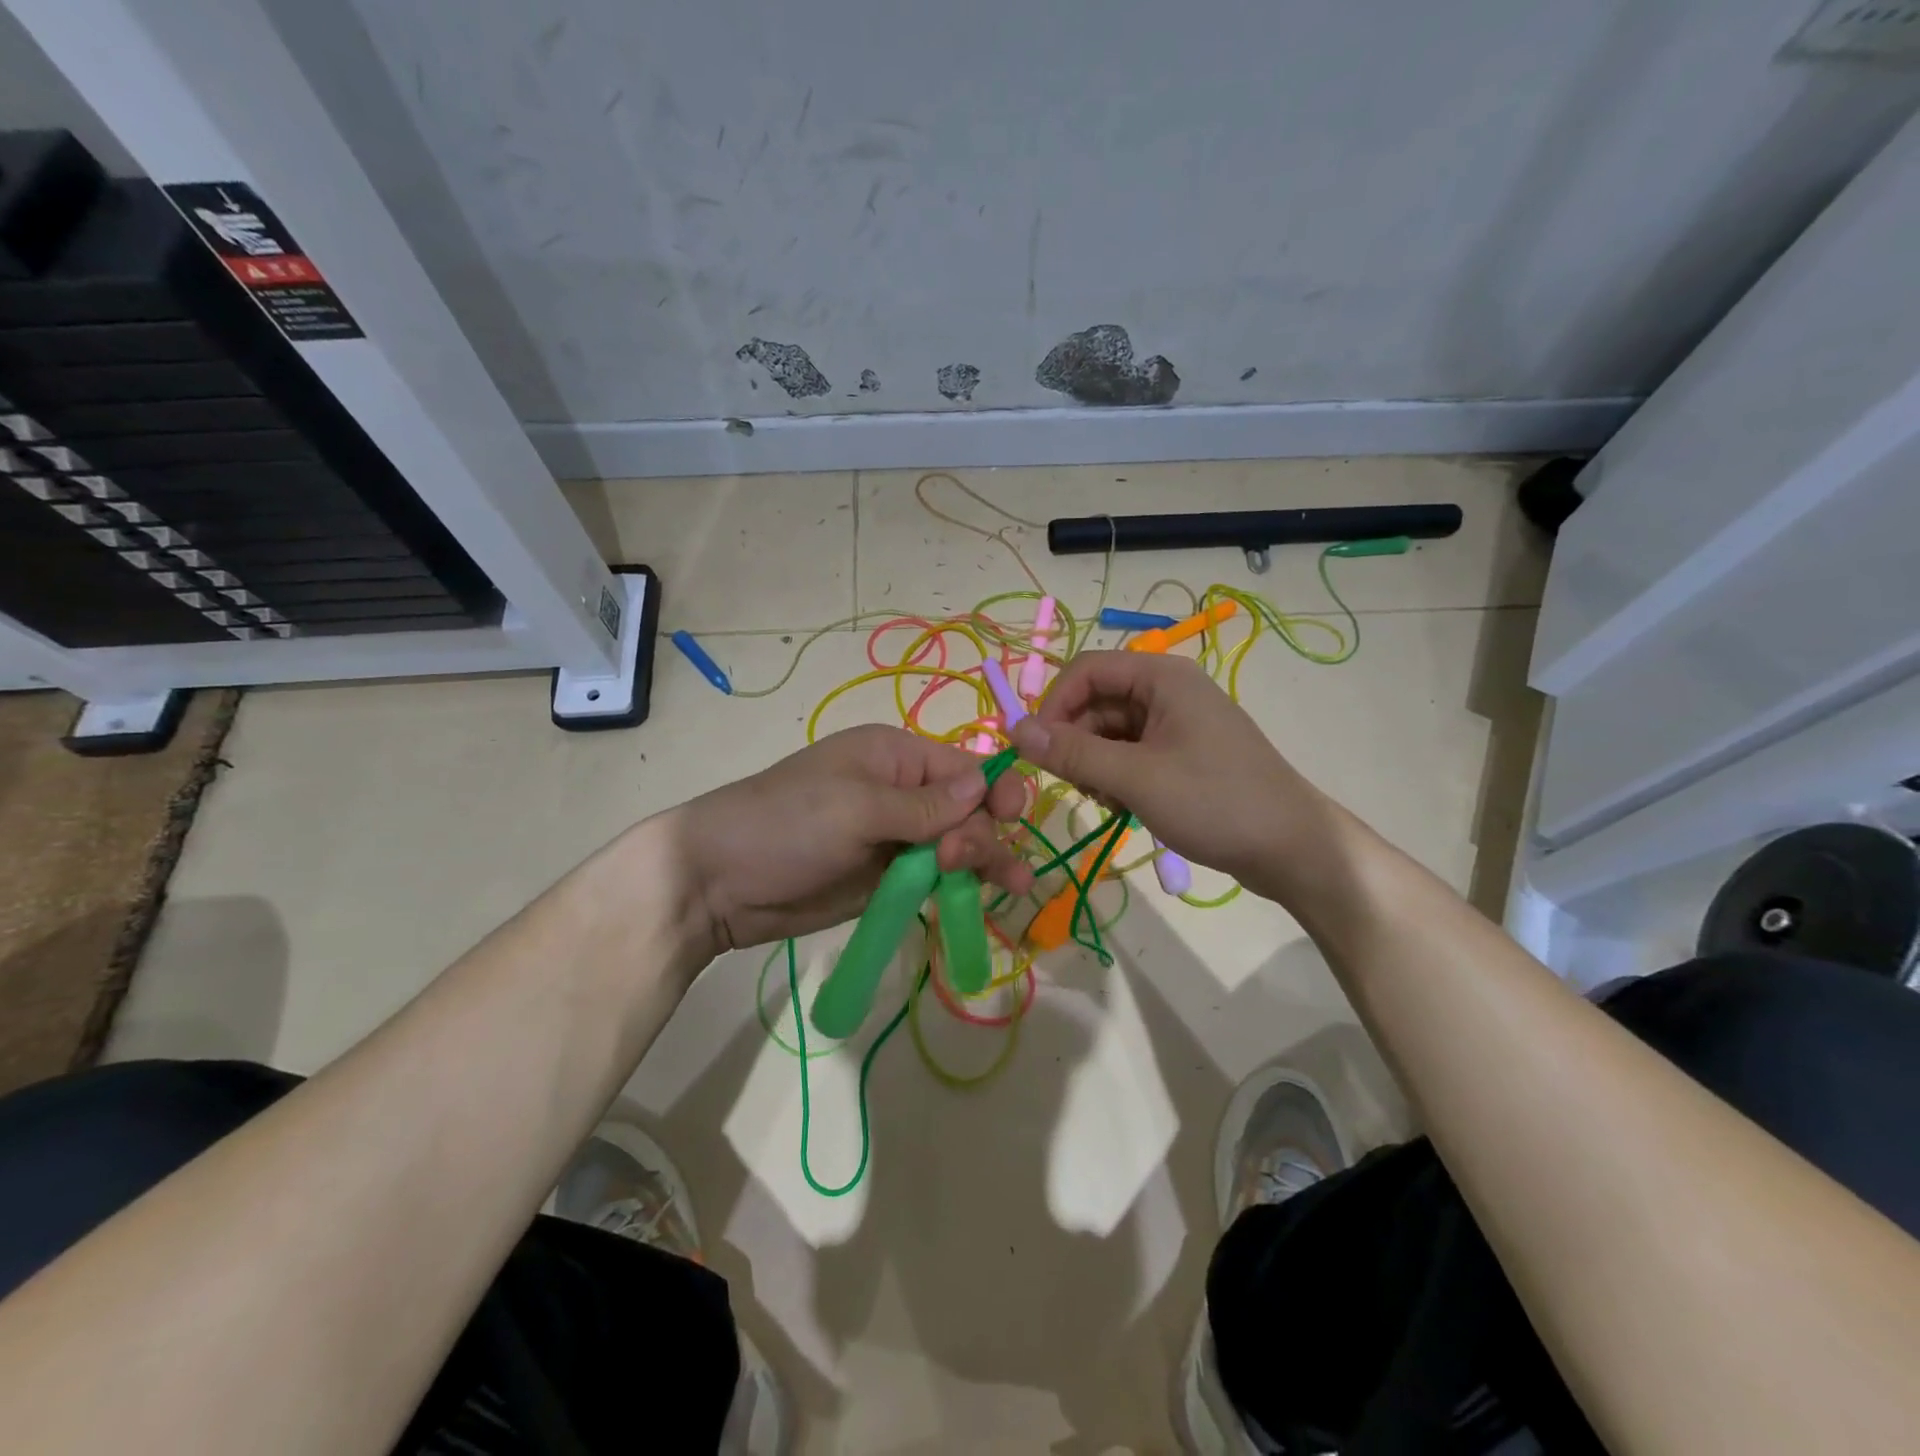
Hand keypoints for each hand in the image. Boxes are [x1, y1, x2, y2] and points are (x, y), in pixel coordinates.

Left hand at [668, 725, 1032, 952]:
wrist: (719, 883)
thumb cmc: (786, 825)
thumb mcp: (856, 808)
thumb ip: (924, 805)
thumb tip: (986, 783)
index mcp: (896, 757)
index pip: (966, 766)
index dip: (996, 789)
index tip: (1013, 817)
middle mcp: (904, 793)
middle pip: (969, 810)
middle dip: (981, 833)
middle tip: (961, 864)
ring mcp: (897, 838)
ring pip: (959, 845)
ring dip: (986, 861)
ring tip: (1013, 887)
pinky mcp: (888, 878)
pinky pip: (936, 878)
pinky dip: (961, 887)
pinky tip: (983, 901)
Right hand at [1010, 651, 1332, 902]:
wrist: (1293, 848)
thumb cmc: (1215, 802)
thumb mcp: (1136, 778)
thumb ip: (1072, 753)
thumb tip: (1015, 730)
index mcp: (1162, 677)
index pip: (1086, 670)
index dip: (1054, 704)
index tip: (1035, 749)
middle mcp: (1168, 690)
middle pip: (1097, 702)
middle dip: (1076, 741)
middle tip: (1074, 786)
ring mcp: (1178, 723)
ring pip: (1111, 731)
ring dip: (1095, 764)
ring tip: (1107, 802)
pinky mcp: (1183, 753)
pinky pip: (1132, 753)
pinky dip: (1117, 776)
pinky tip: (1124, 807)